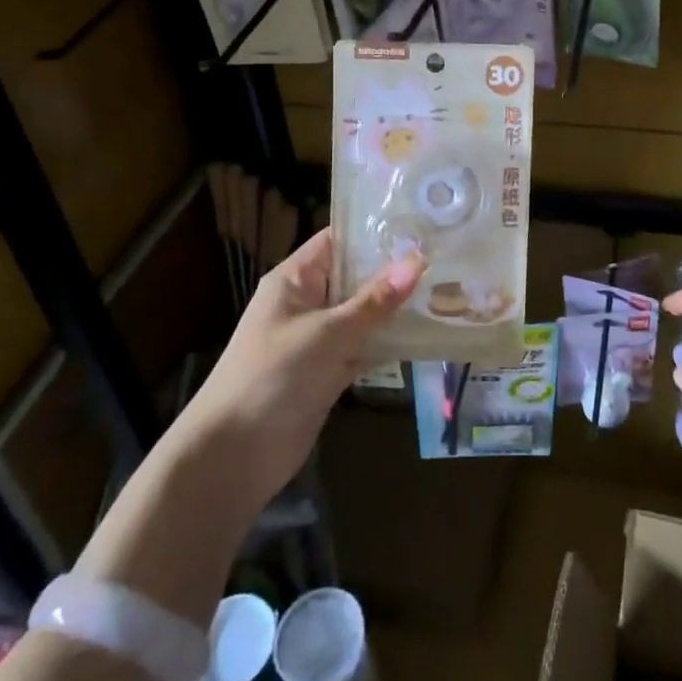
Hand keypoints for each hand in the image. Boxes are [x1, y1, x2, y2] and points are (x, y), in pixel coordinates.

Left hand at [171, 229, 422, 517]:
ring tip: (448, 287)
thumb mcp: (326, 333)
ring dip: (397, 307)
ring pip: (364, 314)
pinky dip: (390, 342)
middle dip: (396, 270)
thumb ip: (373, 301)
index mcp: (295, 279)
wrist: (233, 456)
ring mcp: (319, 339)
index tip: (421, 224)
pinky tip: (428, 333)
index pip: (338, 241)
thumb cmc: (271, 376)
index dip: (375, 231)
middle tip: (447, 255)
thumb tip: (417, 261)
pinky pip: (365, 347)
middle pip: (356, 277)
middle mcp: (308, 303)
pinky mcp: (330, 372)